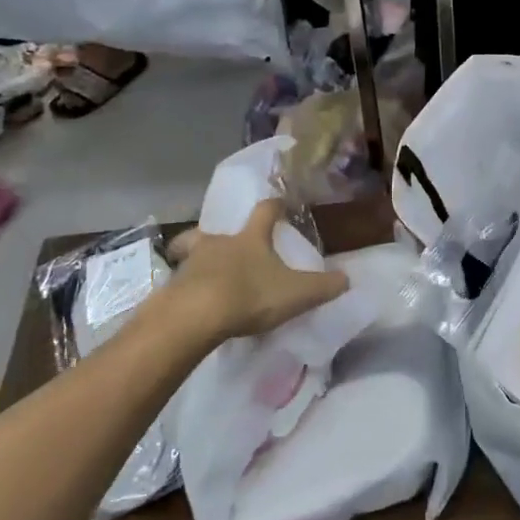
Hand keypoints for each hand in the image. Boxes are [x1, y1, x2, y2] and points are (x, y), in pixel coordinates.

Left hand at [164, 200, 348, 340]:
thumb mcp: (296, 293)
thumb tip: (347, 278)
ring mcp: (190, 263)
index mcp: (250, 238)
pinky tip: (191, 304)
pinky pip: (178, 282)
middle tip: (224, 244)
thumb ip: (323, 286)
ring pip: (190, 252)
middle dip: (219, 234)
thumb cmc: (249, 295)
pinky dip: (185, 289)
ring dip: (197, 260)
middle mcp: (218, 243)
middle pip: (213, 230)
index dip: (274, 206)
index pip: (265, 212)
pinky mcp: (171, 288)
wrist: (194, 316)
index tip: (280, 203)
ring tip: (204, 276)